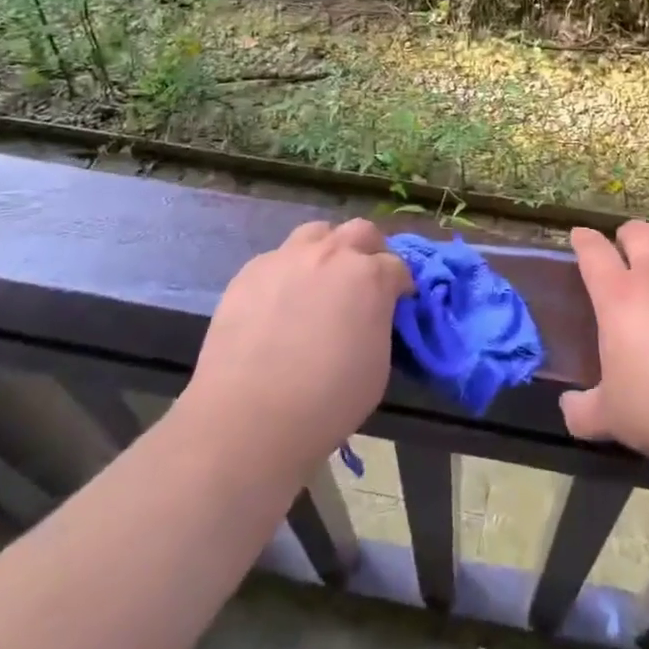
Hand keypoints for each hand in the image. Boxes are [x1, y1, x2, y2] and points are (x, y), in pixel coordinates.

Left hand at [179, 219, 412, 473]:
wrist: (248, 417)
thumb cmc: (326, 400)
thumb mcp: (377, 366)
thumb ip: (378, 324)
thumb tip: (371, 315)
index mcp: (370, 276)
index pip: (397, 266)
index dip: (400, 285)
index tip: (397, 302)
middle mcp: (332, 254)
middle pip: (361, 231)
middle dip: (370, 250)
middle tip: (365, 280)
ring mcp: (287, 258)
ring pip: (317, 233)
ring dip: (328, 249)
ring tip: (321, 280)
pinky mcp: (251, 271)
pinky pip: (278, 258)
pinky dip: (289, 272)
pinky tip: (281, 302)